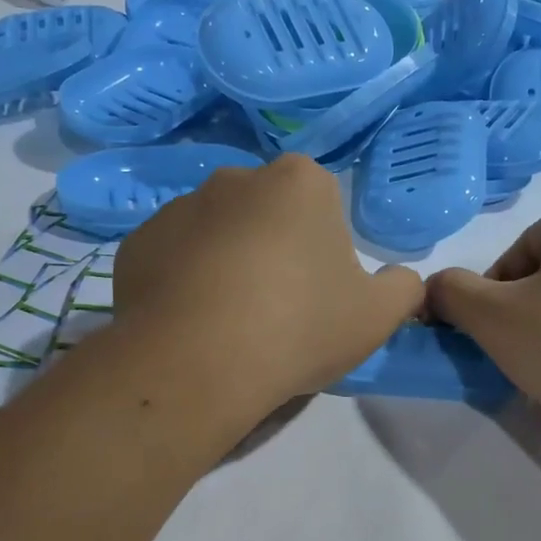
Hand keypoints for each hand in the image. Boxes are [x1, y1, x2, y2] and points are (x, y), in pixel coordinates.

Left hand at [112, 154, 423, 413]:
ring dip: (227, 263)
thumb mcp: (377, 316)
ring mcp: (178, 207)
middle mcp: (235, 178)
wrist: (198, 363)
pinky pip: (174, 257)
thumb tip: (400, 279)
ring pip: (217, 233)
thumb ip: (403, 288)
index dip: (325, 250)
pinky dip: (184, 281)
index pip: (323, 204)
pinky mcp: (137, 242)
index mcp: (300, 182)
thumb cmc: (299, 327)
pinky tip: (191, 323)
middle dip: (275, 248)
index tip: (319, 293)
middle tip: (278, 308)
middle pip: (267, 213)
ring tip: (229, 322)